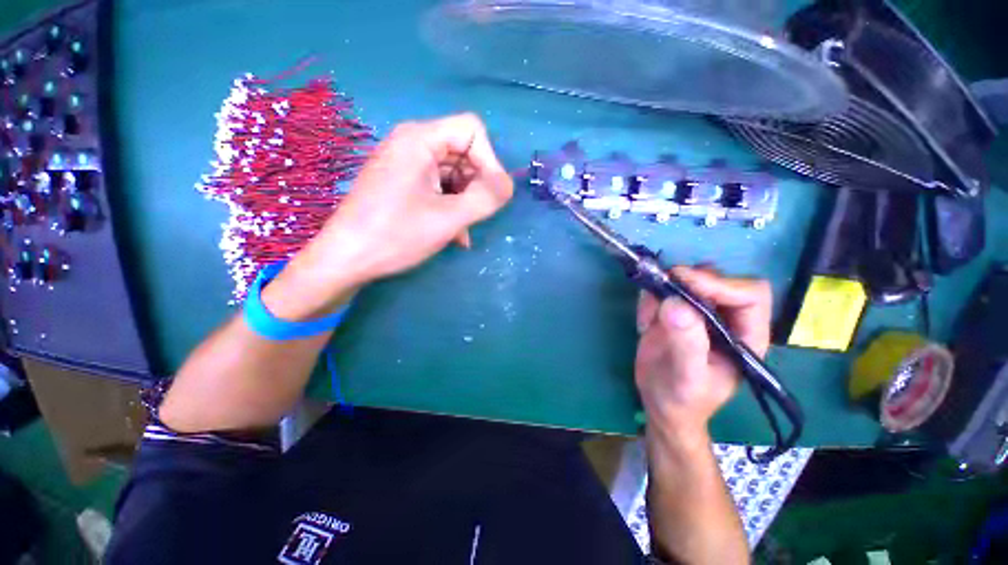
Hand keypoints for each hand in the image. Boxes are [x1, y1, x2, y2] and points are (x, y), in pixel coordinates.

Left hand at [266, 114, 512, 318]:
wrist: (346, 259)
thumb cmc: (396, 235)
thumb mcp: (449, 218)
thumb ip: (486, 198)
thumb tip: (508, 185)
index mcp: (419, 139)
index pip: (473, 130)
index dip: (489, 161)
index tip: (490, 195)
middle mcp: (411, 143)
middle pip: (464, 151)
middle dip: (477, 185)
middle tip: (476, 215)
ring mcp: (405, 164)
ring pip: (454, 172)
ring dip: (466, 200)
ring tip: (464, 229)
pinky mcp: (402, 183)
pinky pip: (439, 186)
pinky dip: (451, 205)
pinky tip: (455, 233)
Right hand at [634, 267, 771, 436]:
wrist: (661, 404)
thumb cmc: (682, 400)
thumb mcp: (686, 378)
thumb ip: (687, 343)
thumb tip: (675, 303)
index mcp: (746, 336)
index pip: (749, 295)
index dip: (720, 284)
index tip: (684, 283)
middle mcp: (726, 319)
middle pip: (718, 279)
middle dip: (688, 281)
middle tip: (661, 289)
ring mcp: (698, 313)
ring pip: (688, 280)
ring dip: (664, 289)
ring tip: (648, 319)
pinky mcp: (674, 311)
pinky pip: (663, 290)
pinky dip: (649, 299)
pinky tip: (643, 323)